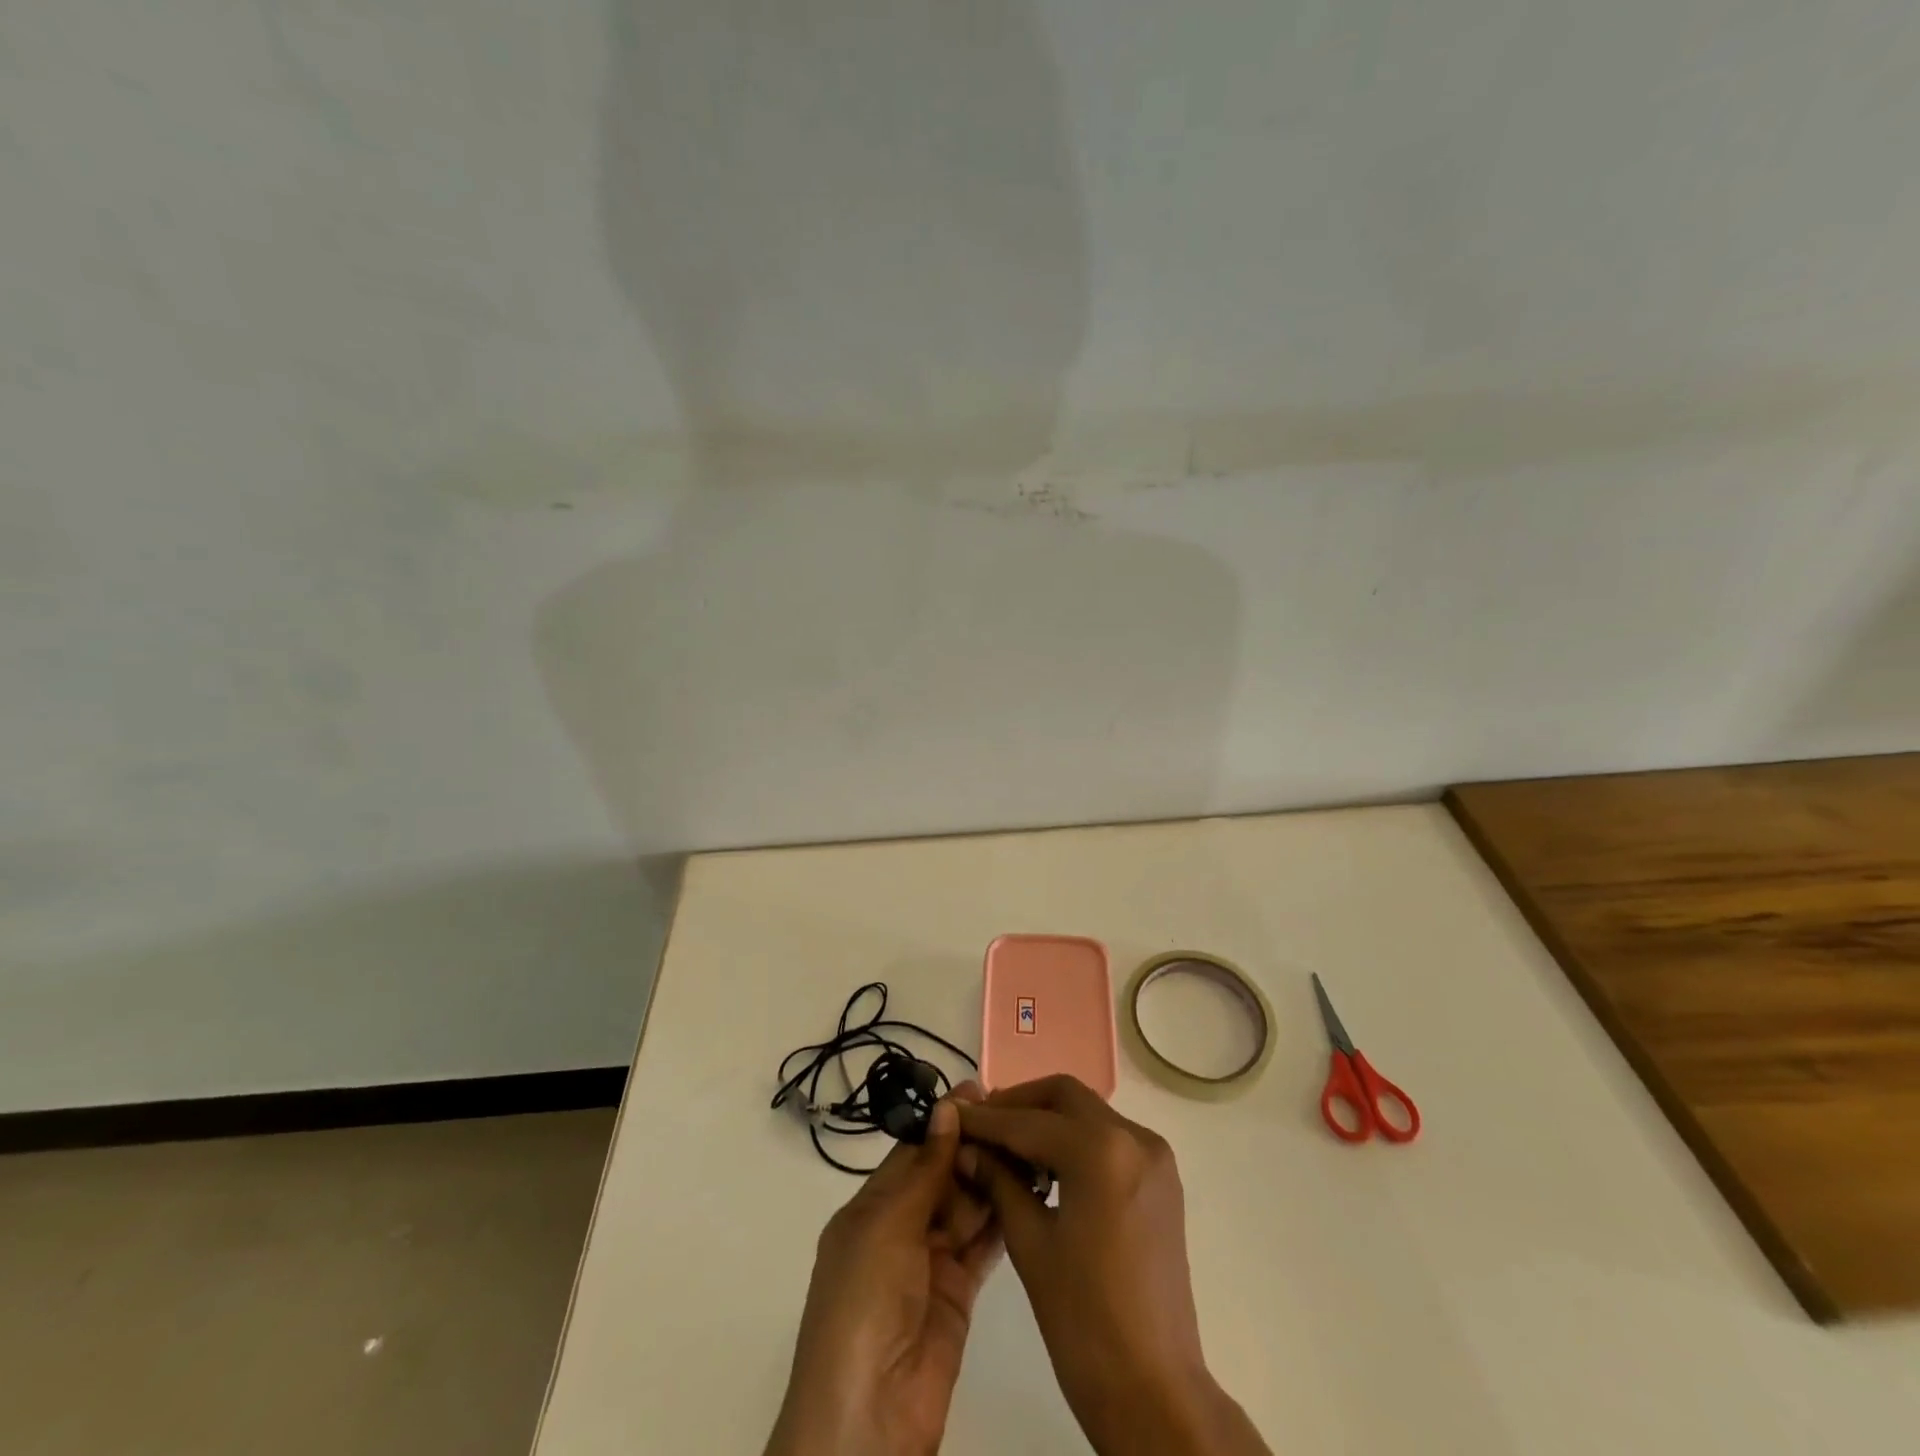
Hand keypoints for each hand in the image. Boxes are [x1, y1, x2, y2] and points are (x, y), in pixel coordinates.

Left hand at [765, 1085, 1002, 1455]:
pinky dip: (1003, 1218)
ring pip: (967, 1206)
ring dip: (994, 1178)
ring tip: (1033, 1145)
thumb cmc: (863, 1305)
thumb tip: (947, 1106)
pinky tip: (1031, 1190)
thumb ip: (923, 1170)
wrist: (869, 1419)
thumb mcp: (886, 1228)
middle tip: (1020, 1117)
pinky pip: (983, 1243)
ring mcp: (931, 1261)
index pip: (914, 1151)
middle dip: (976, 1147)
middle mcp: (901, 1228)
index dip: (946, 1121)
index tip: (985, 1090)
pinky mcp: (960, 1292)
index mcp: (871, 1207)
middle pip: (944, 1175)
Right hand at [957, 1076, 1269, 1455]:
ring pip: (1089, 1112)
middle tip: (982, 1124)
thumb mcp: (1030, 1244)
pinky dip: (1075, 1138)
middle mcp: (1134, 1137)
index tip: (954, 1115)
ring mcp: (1155, 1156)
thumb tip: (967, 1148)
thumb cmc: (1083, 1323)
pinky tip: (1046, 1165)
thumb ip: (998, 1181)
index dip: (986, 1119)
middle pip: (1064, 1096)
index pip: (1028, 1121)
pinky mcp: (1162, 1178)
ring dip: (1047, 1118)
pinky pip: (1110, 1137)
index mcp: (1101, 1152)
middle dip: (1020, 1104)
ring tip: (1007, 1145)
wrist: (1155, 1391)